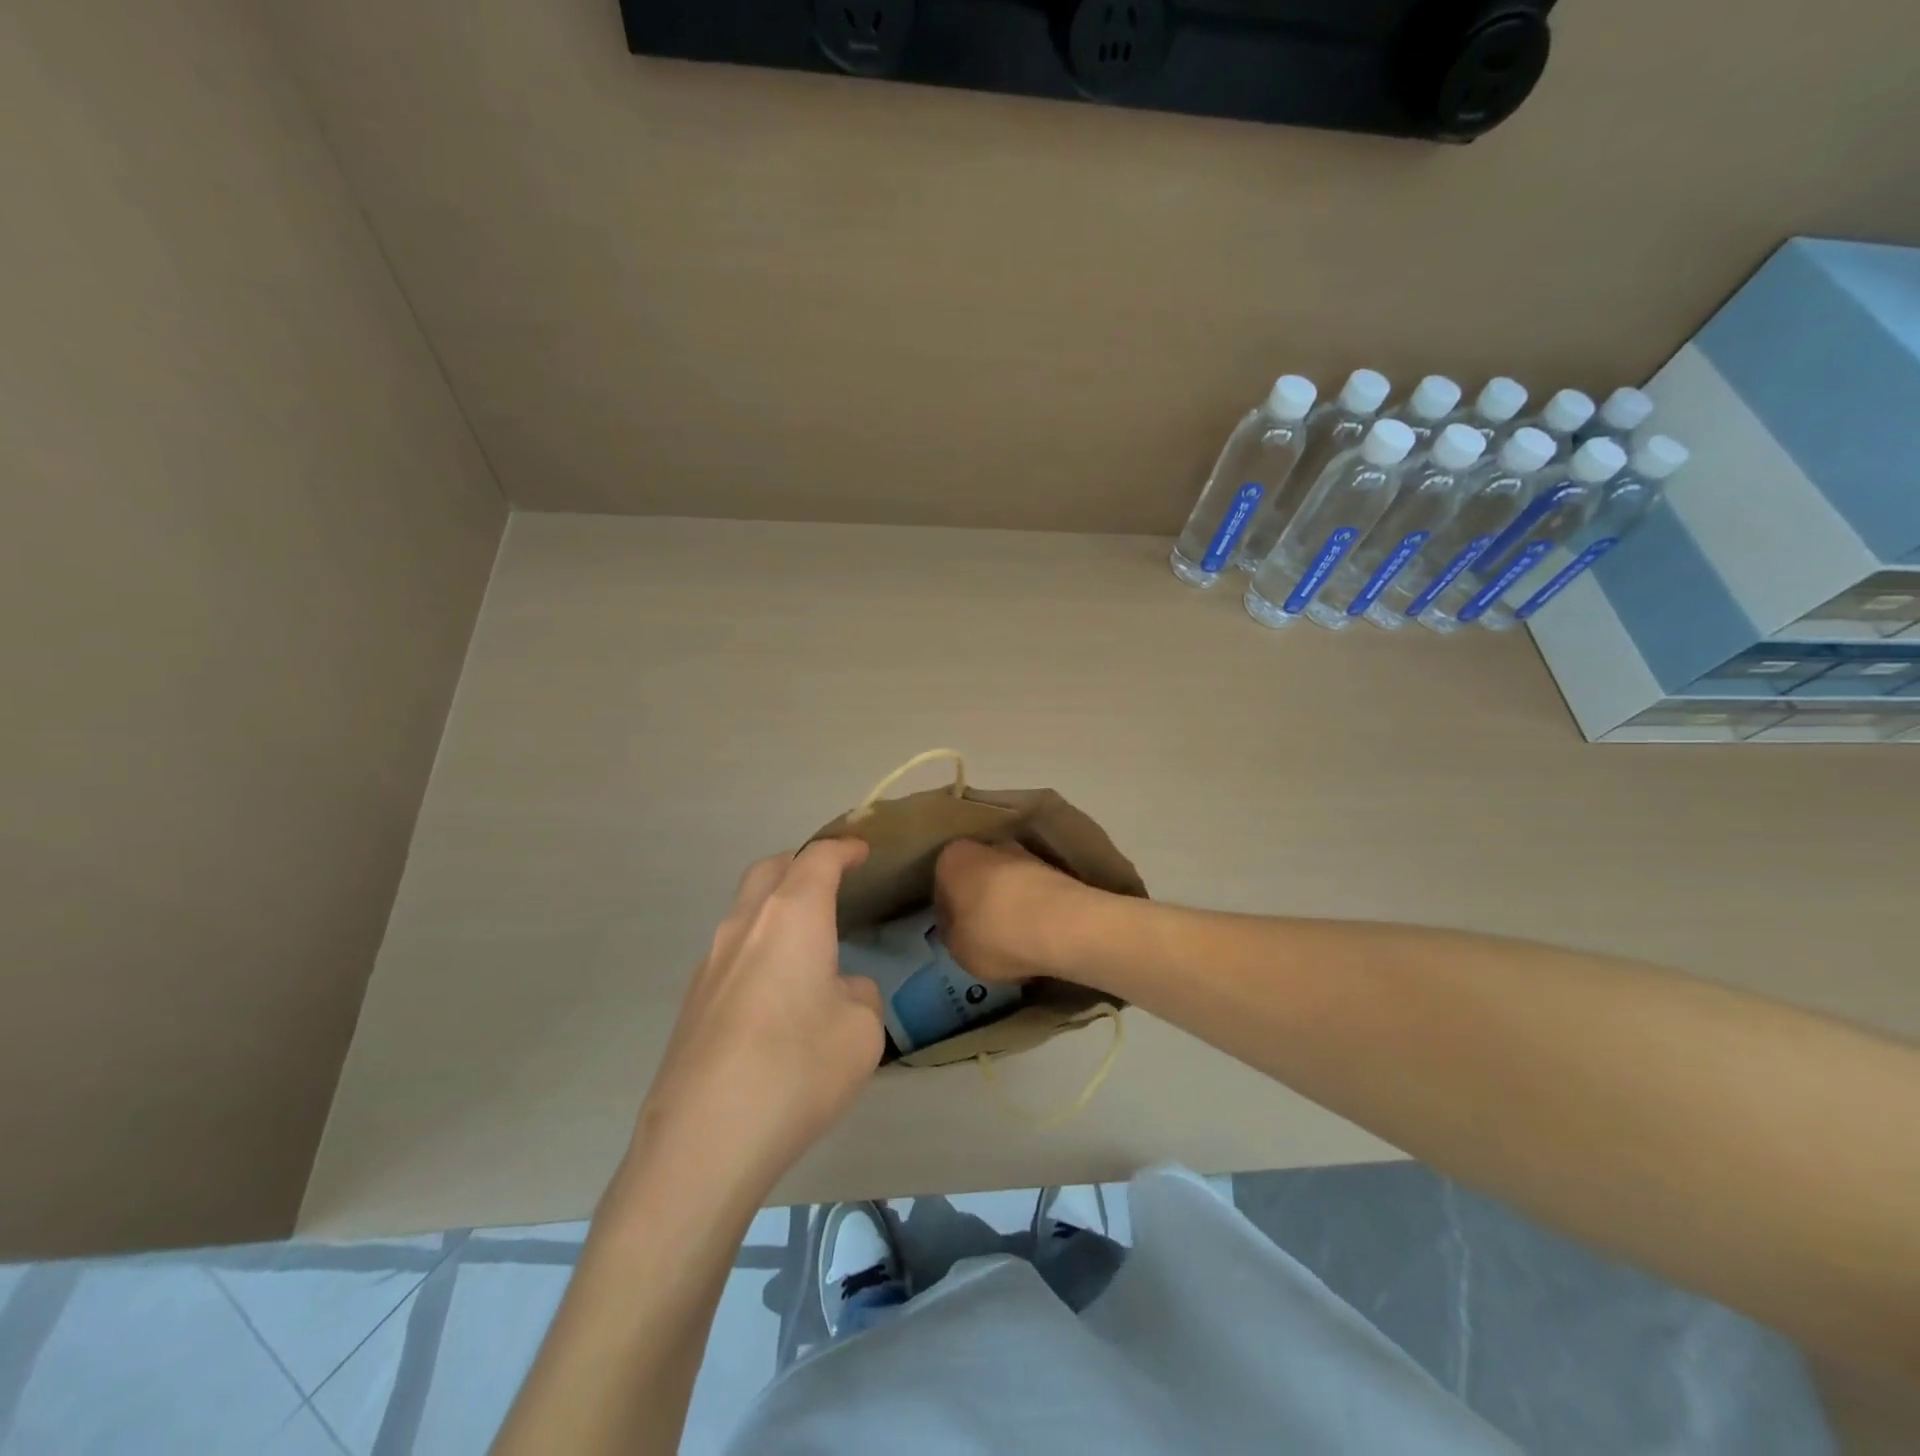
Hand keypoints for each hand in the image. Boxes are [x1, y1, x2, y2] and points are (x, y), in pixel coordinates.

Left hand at [627, 839, 881, 1207]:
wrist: (703, 1142)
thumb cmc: (797, 1069)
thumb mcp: (862, 1030)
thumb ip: (859, 994)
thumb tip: (840, 989)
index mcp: (792, 916)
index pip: (818, 859)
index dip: (843, 849)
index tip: (862, 850)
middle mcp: (745, 925)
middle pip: (770, 870)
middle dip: (801, 865)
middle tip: (830, 881)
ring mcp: (710, 962)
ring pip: (745, 910)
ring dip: (776, 908)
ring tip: (807, 941)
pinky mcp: (693, 1001)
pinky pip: (733, 952)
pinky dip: (759, 948)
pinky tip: (776, 994)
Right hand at [933, 839, 1091, 984]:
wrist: (1061, 924)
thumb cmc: (993, 933)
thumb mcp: (956, 948)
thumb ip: (951, 933)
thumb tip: (958, 926)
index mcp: (952, 858)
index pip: (941, 886)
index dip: (947, 913)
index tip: (956, 934)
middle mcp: (987, 846)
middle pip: (977, 877)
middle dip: (979, 901)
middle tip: (984, 935)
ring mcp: (1025, 854)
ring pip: (1008, 883)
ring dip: (1009, 904)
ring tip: (1016, 939)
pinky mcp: (1056, 869)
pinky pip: (1035, 893)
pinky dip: (1034, 909)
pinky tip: (1038, 935)